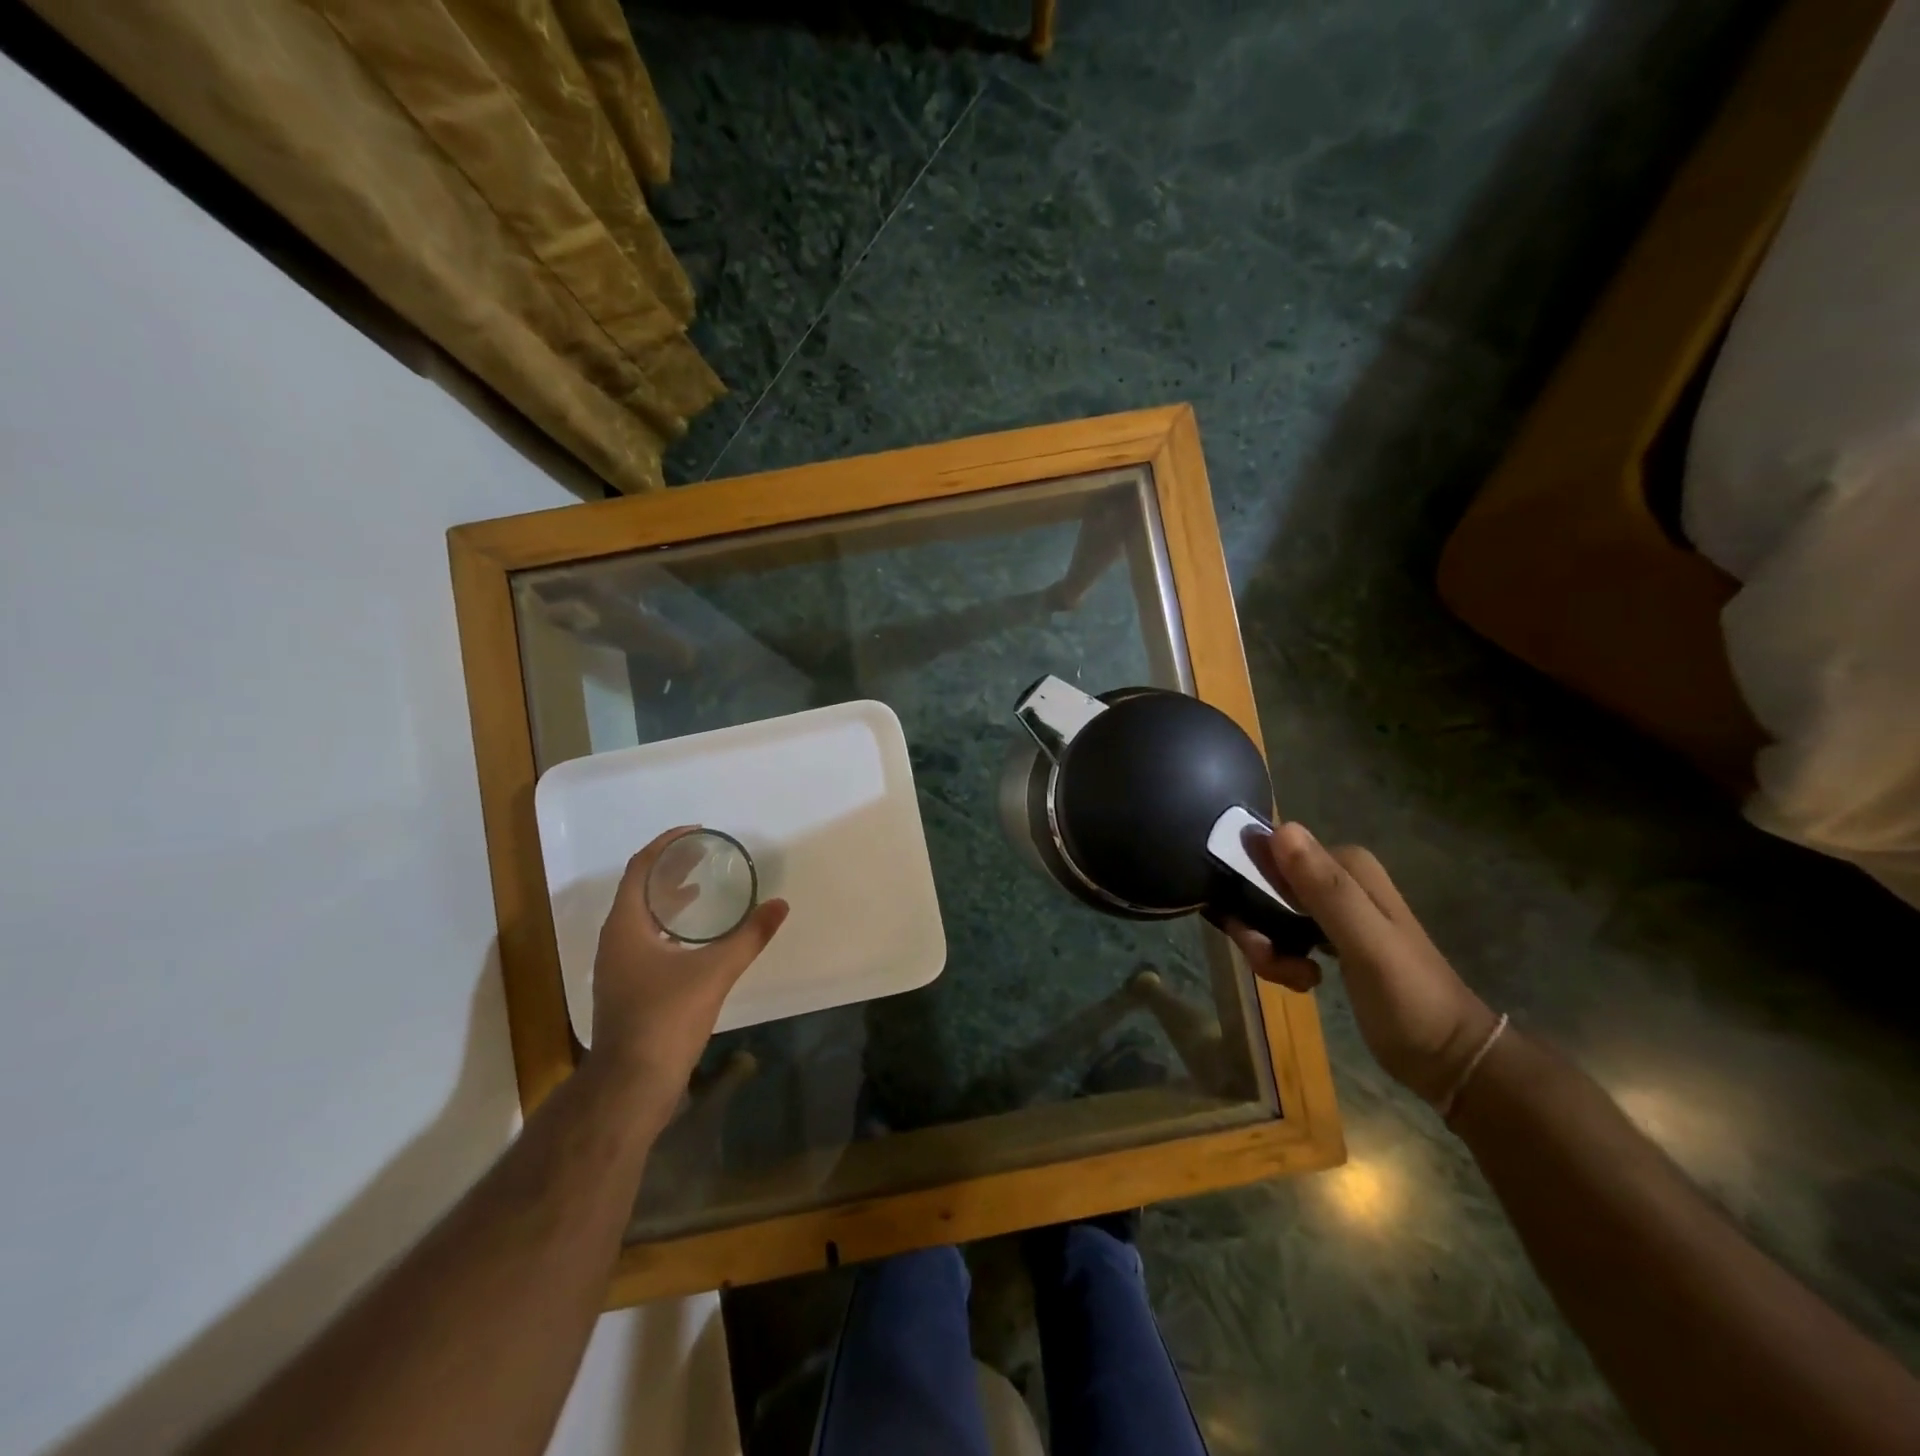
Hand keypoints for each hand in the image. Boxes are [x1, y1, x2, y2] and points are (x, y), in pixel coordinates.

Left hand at [586, 826, 788, 1127]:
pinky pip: (645, 940)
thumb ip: (749, 936)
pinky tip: (694, 938)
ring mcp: (617, 966)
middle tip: (703, 856)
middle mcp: (615, 940)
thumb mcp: (714, 972)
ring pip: (641, 917)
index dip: (666, 845)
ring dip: (668, 898)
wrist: (631, 1084)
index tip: (696, 833)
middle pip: (639, 889)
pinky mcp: (626, 988)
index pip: (640, 868)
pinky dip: (668, 926)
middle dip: (669, 869)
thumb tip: (780, 905)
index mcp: (625, 926)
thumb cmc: (666, 1018)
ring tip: (700, 888)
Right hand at [1225, 823, 1498, 1106]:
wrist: (1449, 1059)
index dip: (1250, 887)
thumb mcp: (1367, 944)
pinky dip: (1280, 958)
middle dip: (1256, 925)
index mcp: (1347, 866)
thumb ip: (1325, 889)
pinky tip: (1303, 981)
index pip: (1270, 854)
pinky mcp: (1327, 938)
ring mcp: (1331, 909)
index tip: (1256, 932)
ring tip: (1294, 978)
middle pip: (1264, 885)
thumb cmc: (1410, 998)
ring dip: (1268, 947)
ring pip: (1267, 912)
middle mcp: (1336, 878)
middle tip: (1271, 962)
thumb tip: (1279, 829)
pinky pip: (1281, 934)